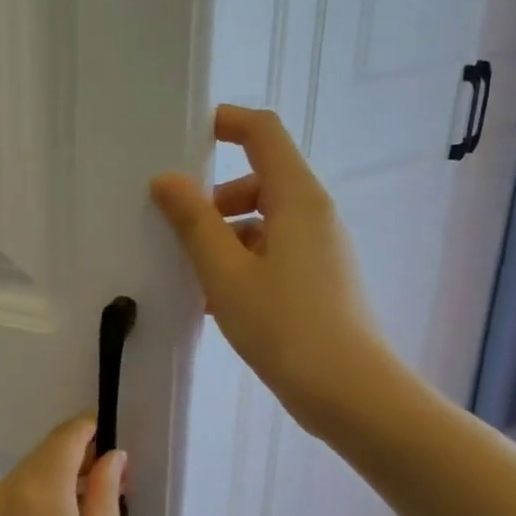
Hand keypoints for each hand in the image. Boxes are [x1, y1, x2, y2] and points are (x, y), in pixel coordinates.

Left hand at [0, 415, 123, 515]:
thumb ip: (104, 496)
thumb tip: (111, 456)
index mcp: (36, 491)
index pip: (64, 439)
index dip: (90, 430)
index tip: (114, 439)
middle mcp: (2, 493)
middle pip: (43, 457)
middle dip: (76, 459)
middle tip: (113, 485)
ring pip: (26, 479)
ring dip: (56, 482)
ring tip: (91, 513)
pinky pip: (11, 502)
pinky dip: (37, 502)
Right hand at [150, 104, 393, 436]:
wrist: (349, 392)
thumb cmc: (284, 325)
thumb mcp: (225, 272)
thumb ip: (193, 222)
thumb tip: (166, 180)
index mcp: (296, 199)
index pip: (263, 134)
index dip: (226, 123)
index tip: (186, 135)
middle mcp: (313, 214)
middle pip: (259, 180)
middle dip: (215, 197)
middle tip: (176, 228)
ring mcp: (320, 248)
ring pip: (263, 221)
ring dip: (223, 236)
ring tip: (192, 277)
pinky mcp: (318, 279)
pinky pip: (272, 252)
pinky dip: (241, 263)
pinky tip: (215, 302)